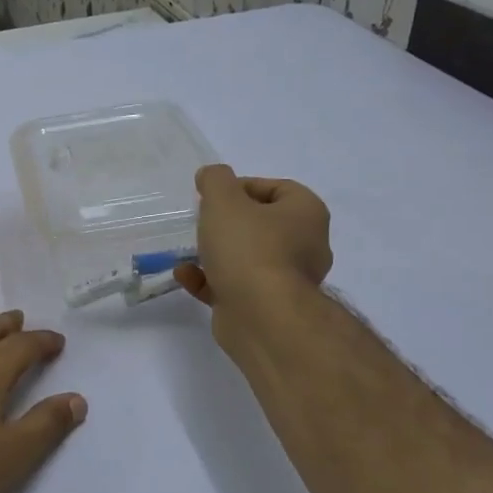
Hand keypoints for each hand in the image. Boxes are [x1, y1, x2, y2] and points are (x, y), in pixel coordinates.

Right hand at [176, 165, 332, 350]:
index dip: (243, 187)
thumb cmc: (248, 249)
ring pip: (247, 257)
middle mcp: (305, 245)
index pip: (277, 188)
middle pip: (262, 224)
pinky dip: (210, 280)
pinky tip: (185, 276)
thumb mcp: (224, 201)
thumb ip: (216, 180)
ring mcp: (286, 279)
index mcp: (306, 214)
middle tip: (202, 221)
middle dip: (228, 223)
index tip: (214, 196)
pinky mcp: (265, 307)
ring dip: (216, 253)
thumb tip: (212, 175)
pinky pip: (234, 285)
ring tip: (189, 250)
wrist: (261, 316)